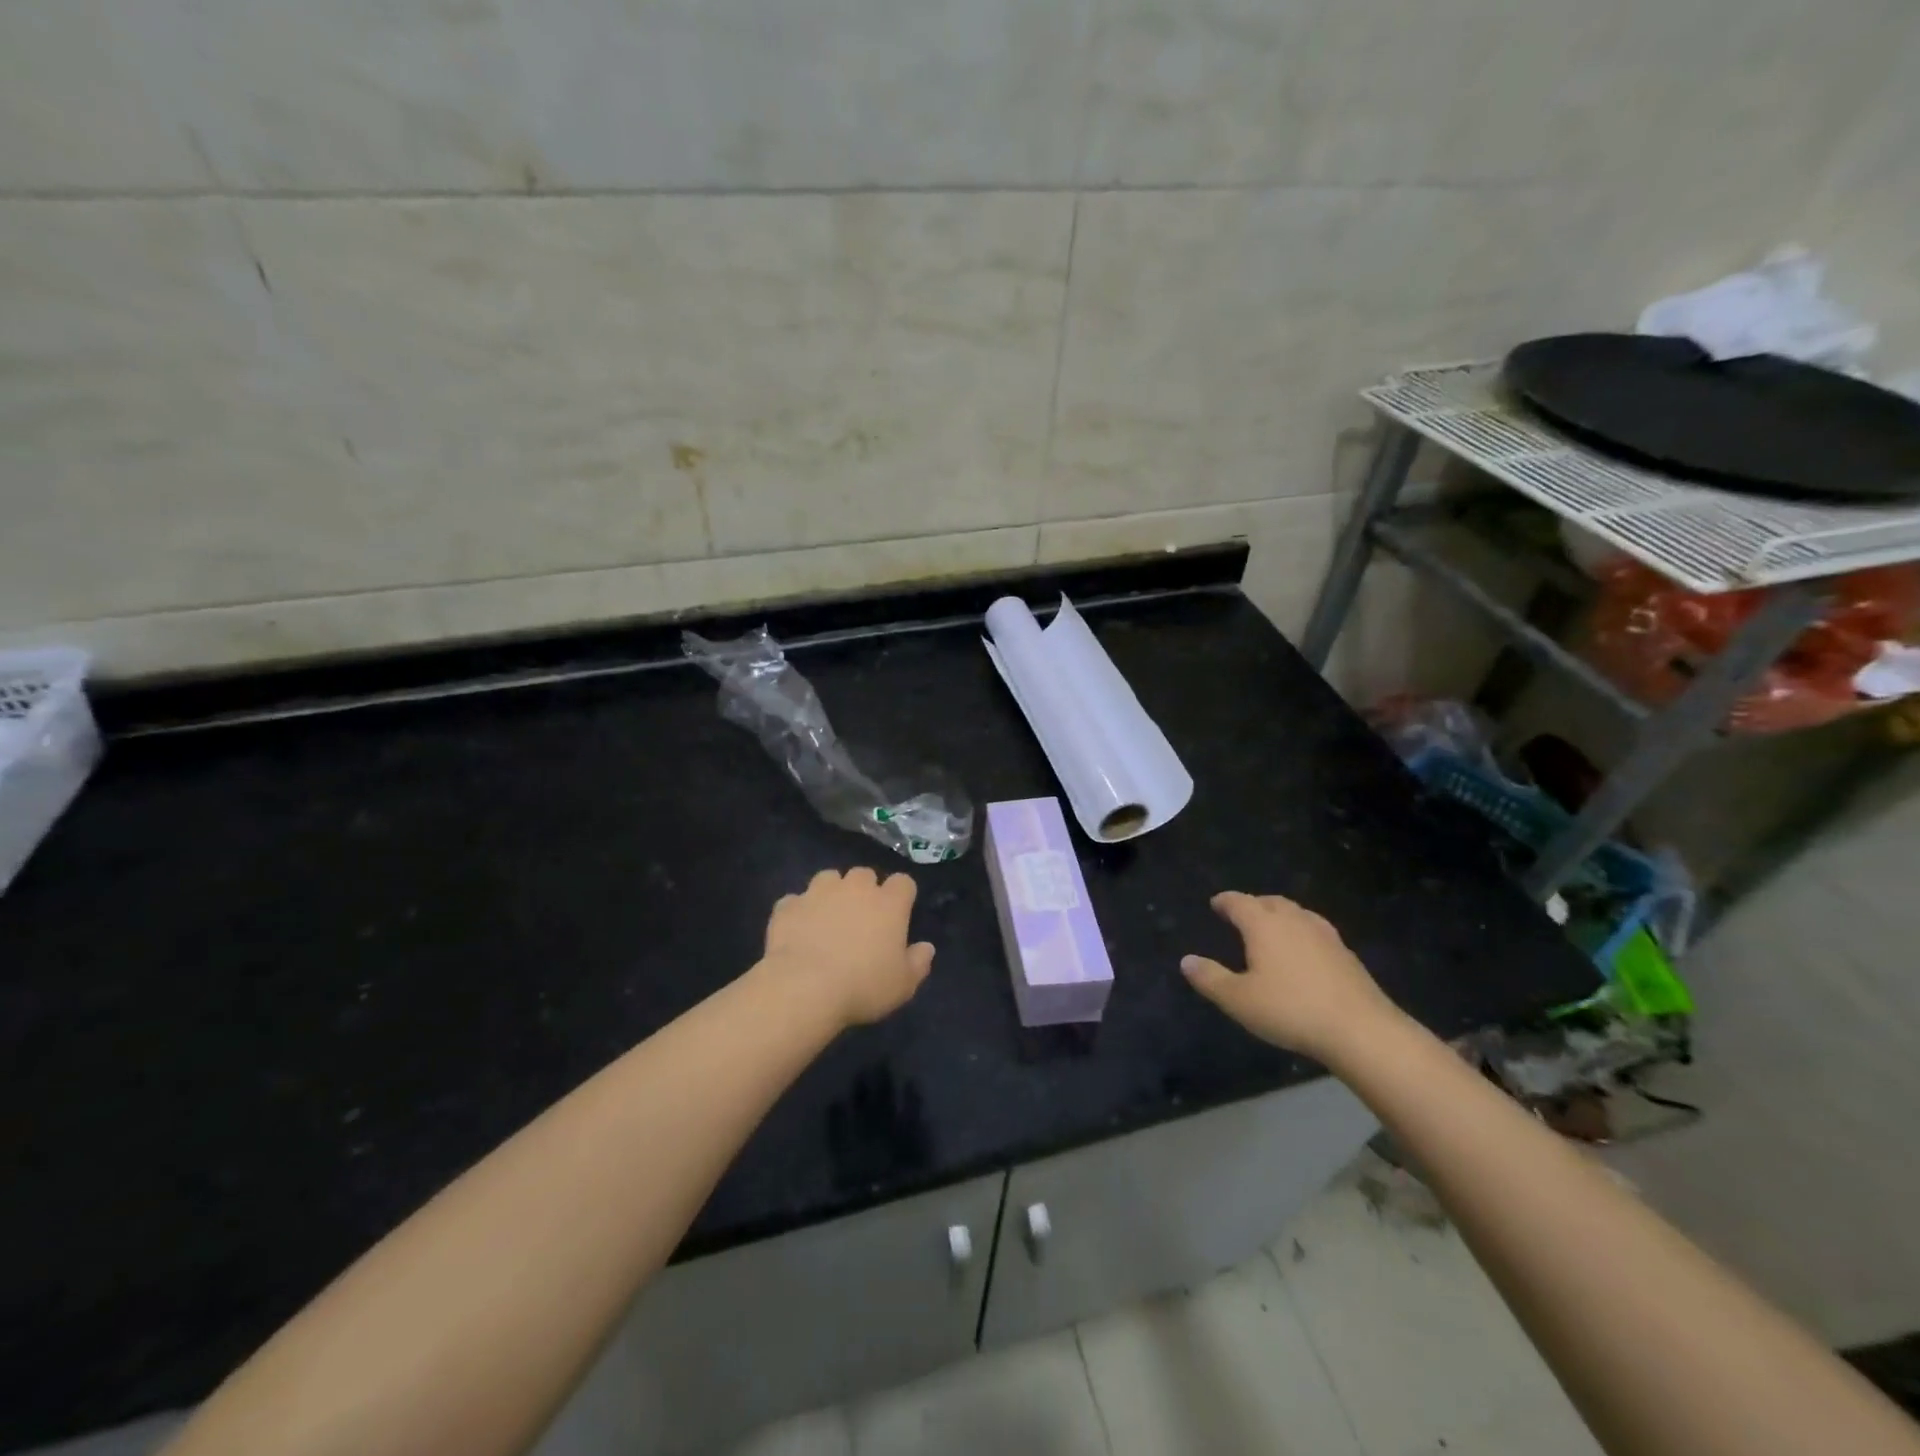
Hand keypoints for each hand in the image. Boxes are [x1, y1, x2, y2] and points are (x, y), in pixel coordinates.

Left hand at [760, 867, 934, 1028]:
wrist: (803, 987)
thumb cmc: (863, 986)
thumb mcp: (903, 984)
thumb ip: (918, 962)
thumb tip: (926, 947)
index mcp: (889, 903)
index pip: (903, 882)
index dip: (902, 895)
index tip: (898, 914)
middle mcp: (855, 888)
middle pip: (864, 874)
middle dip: (864, 889)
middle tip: (861, 917)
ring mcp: (818, 892)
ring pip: (829, 878)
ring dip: (831, 892)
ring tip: (828, 917)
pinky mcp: (788, 905)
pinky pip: (796, 901)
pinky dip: (799, 911)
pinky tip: (798, 931)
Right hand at [1181, 892, 1398, 1063]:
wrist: (1360, 1030)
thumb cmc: (1290, 1010)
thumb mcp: (1238, 1000)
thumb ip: (1210, 978)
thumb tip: (1186, 960)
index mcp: (1264, 925)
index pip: (1239, 902)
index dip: (1225, 901)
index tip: (1216, 903)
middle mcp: (1294, 920)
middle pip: (1270, 902)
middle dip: (1253, 904)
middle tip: (1241, 914)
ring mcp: (1324, 935)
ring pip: (1297, 913)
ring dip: (1280, 915)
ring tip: (1272, 928)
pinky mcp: (1346, 954)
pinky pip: (1315, 931)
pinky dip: (1301, 932)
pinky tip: (1304, 951)